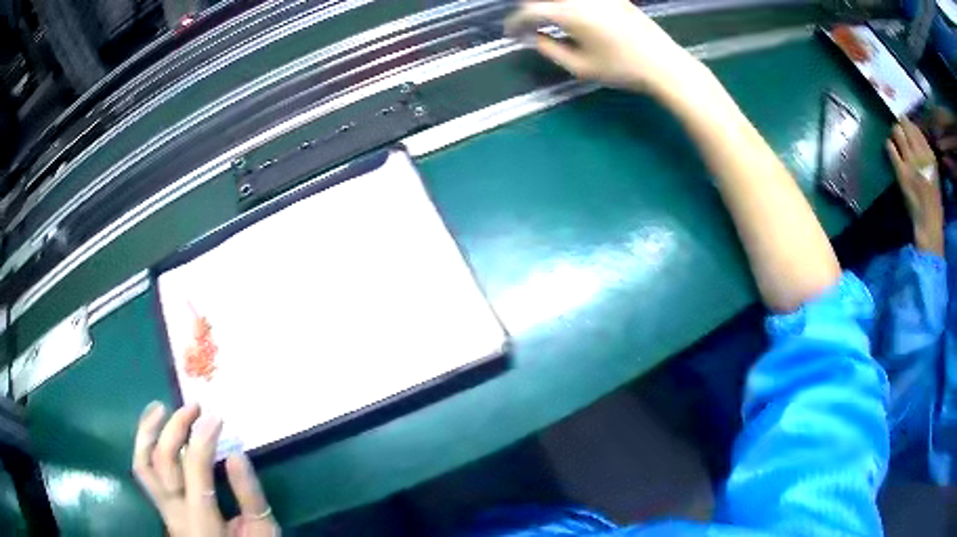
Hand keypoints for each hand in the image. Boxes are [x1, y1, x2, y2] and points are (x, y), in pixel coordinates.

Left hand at [133, 402, 278, 536]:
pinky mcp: (162, 506)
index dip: (203, 439)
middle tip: (194, 407)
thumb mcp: (261, 531)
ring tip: (160, 408)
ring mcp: (164, 510)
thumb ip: (249, 496)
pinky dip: (146, 446)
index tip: (216, 417)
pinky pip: (145, 471)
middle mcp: (175, 513)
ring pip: (143, 465)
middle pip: (162, 462)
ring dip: (148, 432)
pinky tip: (154, 429)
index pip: (195, 470)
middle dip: (175, 428)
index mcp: (201, 522)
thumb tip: (237, 454)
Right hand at [504, 0, 705, 98]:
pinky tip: (572, 15)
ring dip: (549, 5)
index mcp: (569, 13)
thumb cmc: (622, 69)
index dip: (515, 22)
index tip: (509, 33)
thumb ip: (548, 48)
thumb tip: (532, 37)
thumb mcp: (580, 67)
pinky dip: (569, 4)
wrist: (664, 64)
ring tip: (547, 19)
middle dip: (530, 9)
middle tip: (526, 24)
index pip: (529, 11)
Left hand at [886, 119, 943, 255]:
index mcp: (930, 155)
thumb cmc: (932, 198)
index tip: (906, 125)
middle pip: (906, 126)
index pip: (916, 128)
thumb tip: (913, 132)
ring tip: (894, 138)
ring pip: (897, 132)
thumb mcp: (933, 171)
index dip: (909, 124)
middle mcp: (920, 154)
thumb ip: (925, 152)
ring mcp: (910, 162)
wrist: (929, 222)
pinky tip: (890, 147)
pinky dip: (889, 145)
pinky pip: (891, 148)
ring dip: (894, 132)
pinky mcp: (901, 171)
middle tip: (898, 129)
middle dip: (900, 125)